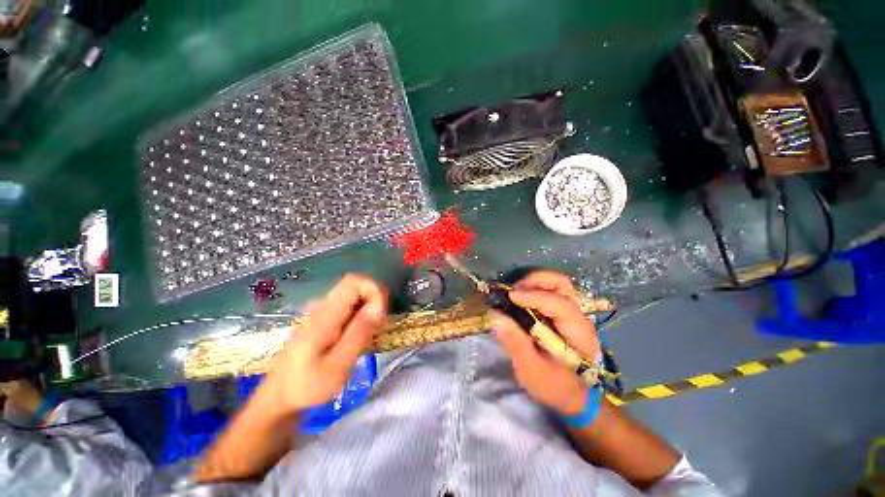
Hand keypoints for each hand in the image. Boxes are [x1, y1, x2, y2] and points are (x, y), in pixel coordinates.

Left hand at [260, 274, 387, 417]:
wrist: (278, 398)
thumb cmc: (306, 387)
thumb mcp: (337, 366)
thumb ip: (359, 334)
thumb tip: (379, 305)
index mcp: (325, 315)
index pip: (354, 282)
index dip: (374, 289)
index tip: (381, 313)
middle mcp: (322, 306)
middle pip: (355, 286)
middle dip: (374, 301)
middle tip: (377, 328)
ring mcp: (321, 312)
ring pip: (354, 297)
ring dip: (368, 310)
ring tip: (368, 336)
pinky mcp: (323, 320)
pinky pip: (348, 307)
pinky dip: (360, 316)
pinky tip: (357, 338)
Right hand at [490, 270, 600, 415]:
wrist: (572, 395)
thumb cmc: (554, 385)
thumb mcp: (532, 370)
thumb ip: (515, 343)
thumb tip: (495, 316)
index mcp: (579, 335)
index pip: (561, 305)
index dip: (535, 296)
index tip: (510, 296)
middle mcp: (580, 318)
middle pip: (562, 284)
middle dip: (535, 281)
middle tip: (513, 291)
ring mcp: (572, 312)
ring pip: (557, 283)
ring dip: (533, 282)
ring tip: (515, 293)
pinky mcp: (563, 312)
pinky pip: (550, 290)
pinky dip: (533, 288)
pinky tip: (520, 298)